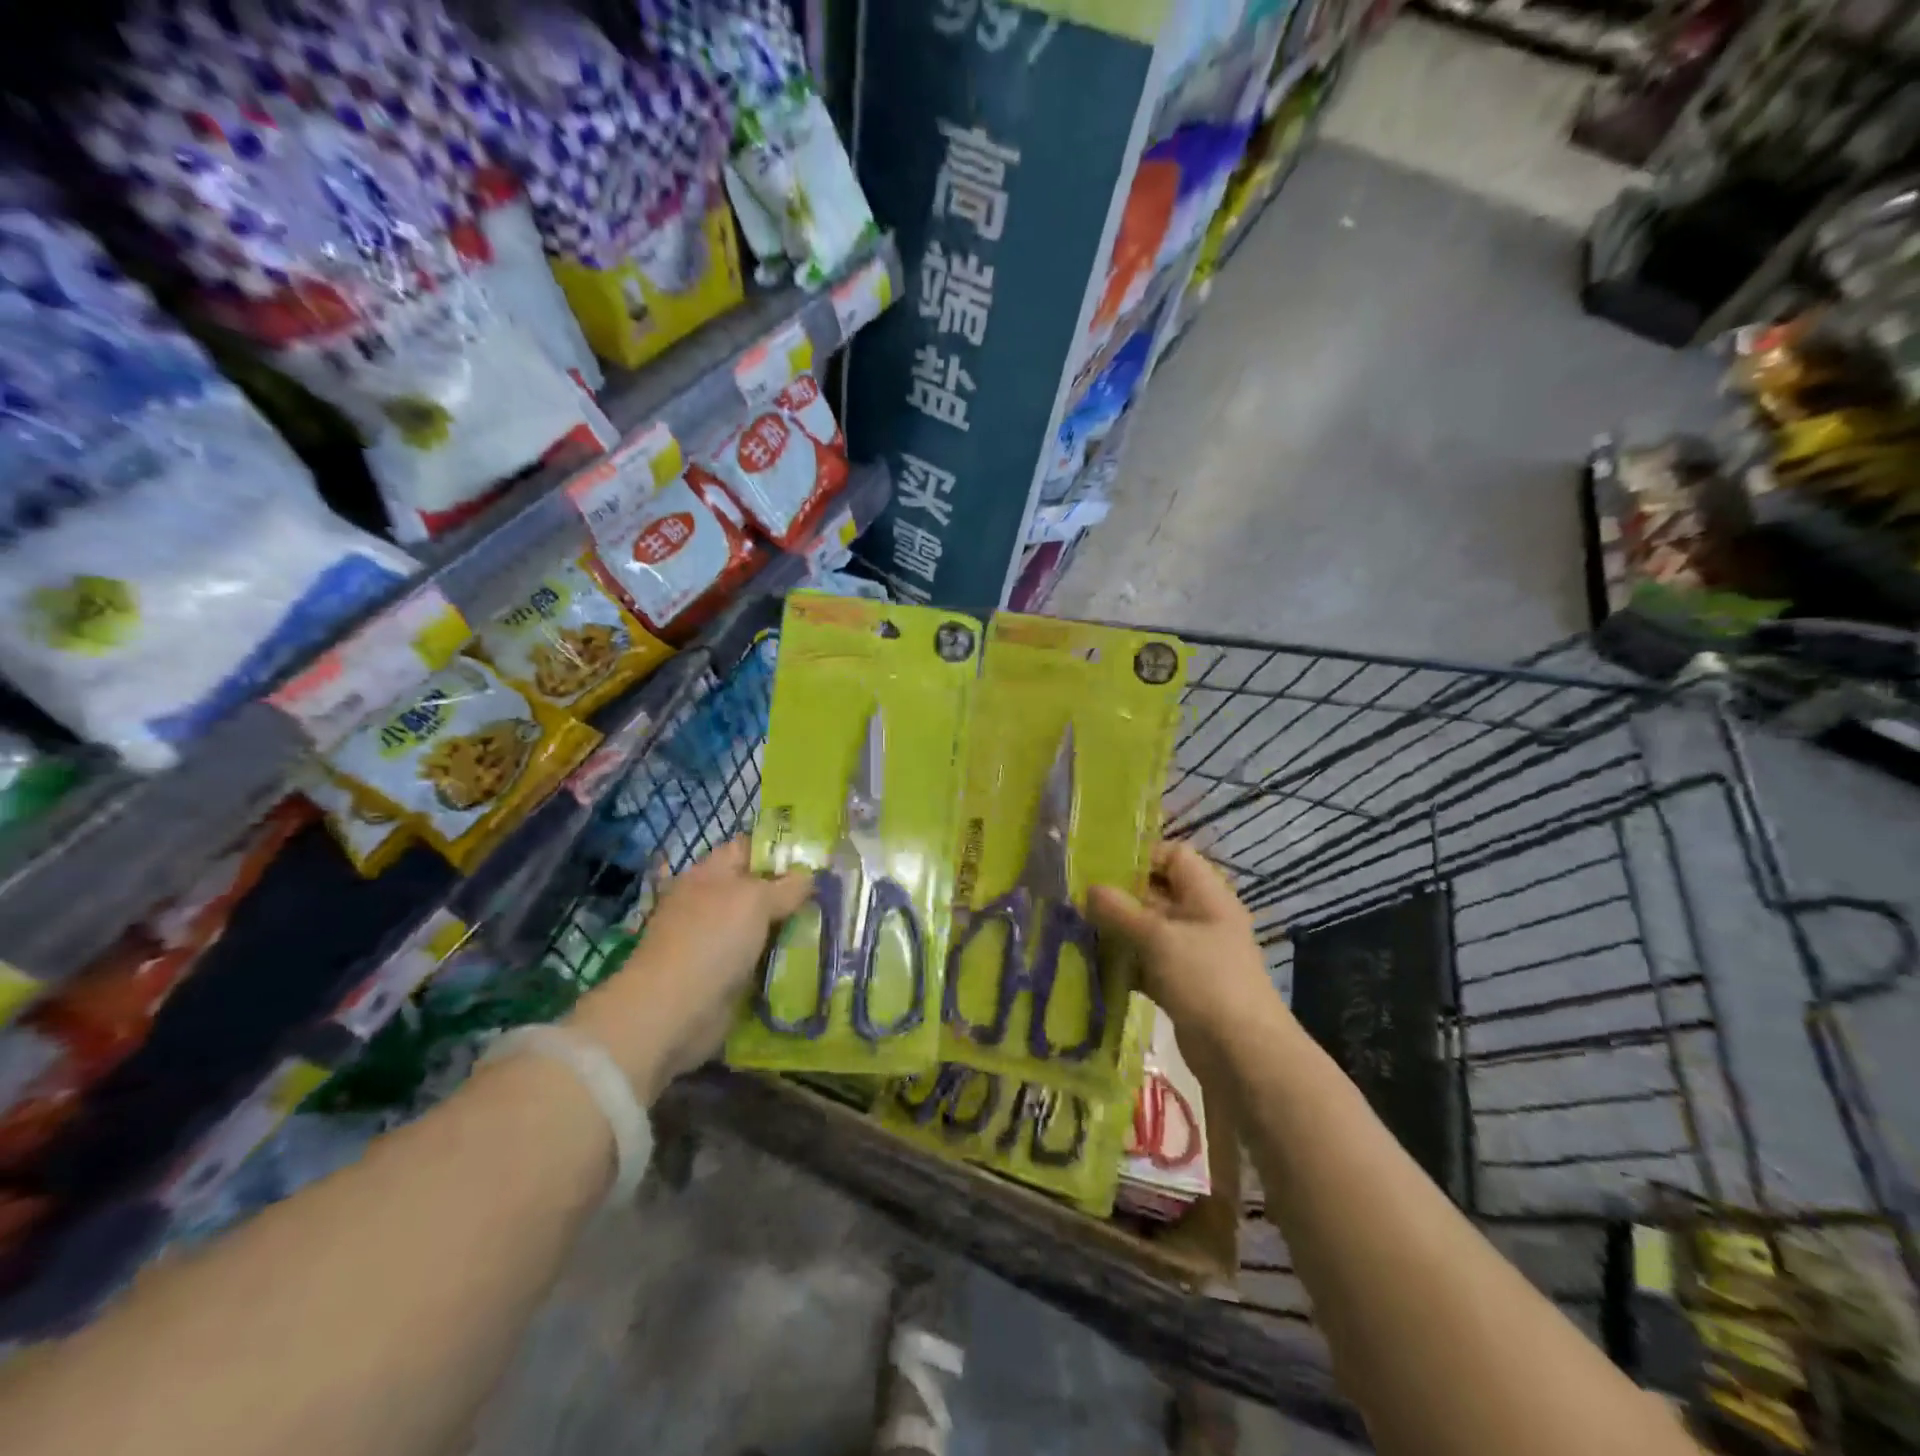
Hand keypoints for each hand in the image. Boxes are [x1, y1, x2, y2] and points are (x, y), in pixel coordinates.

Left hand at [569, 838, 810, 1100]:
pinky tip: (813, 958)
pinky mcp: (726, 975)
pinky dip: (783, 959)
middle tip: (835, 894)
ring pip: (764, 926)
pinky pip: (762, 959)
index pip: (749, 848)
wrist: (673, 1011)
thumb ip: (786, 886)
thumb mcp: (755, 899)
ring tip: (833, 925)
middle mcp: (712, 903)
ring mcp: (718, 941)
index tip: (819, 858)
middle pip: (760, 889)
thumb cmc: (712, 940)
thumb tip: (809, 878)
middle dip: (794, 893)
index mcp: (710, 873)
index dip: (781, 849)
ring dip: (792, 928)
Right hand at [1087, 841, 1288, 1058]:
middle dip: (1120, 896)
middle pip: (1157, 893)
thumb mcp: (1158, 938)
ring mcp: (1192, 955)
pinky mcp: (1181, 985)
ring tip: (1078, 931)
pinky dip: (1124, 963)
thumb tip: (1089, 889)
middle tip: (1079, 901)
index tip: (1102, 868)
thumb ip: (1120, 911)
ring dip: (1117, 932)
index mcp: (1207, 896)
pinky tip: (1093, 966)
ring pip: (1148, 931)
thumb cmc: (1205, 979)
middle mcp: (1201, 919)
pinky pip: (1147, 963)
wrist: (1242, 1054)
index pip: (1174, 856)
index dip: (1141, 856)